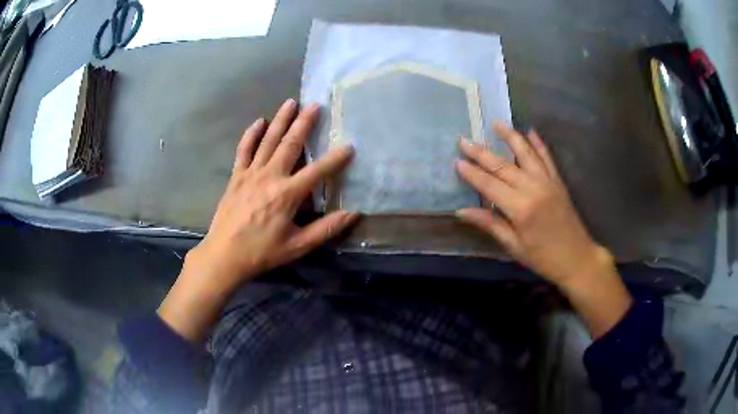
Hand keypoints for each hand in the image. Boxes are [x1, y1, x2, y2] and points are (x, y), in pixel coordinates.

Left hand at [159, 99, 358, 341]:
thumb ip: (326, 229)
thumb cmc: (262, 252)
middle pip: (290, 144)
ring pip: (268, 141)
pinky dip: (251, 134)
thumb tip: (353, 214)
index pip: (317, 171)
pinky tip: (259, 121)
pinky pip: (244, 150)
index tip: (349, 146)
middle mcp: (270, 177)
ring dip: (280, 120)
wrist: (224, 255)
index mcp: (287, 195)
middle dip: (304, 123)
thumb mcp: (297, 246)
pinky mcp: (236, 176)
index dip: (335, 158)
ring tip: (291, 102)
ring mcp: (251, 174)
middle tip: (315, 104)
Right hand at [456, 123, 604, 284]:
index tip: (457, 161)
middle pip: (503, 165)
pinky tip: (530, 131)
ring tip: (496, 123)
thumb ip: (490, 224)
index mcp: (520, 208)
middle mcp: (533, 188)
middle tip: (464, 140)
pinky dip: (538, 143)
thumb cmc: (543, 258)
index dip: (472, 173)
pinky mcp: (558, 181)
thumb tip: (462, 211)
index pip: (489, 185)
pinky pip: (547, 157)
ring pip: (526, 153)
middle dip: (482, 152)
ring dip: (510, 136)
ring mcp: (548, 181)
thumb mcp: (514, 246)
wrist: (577, 258)